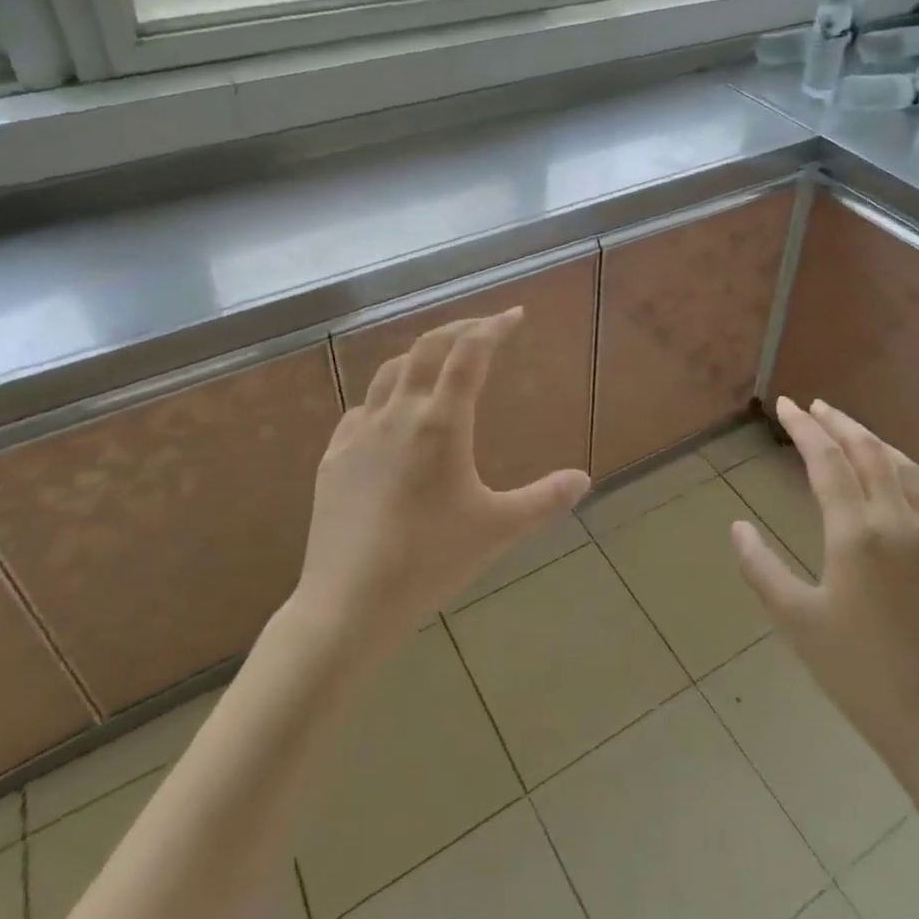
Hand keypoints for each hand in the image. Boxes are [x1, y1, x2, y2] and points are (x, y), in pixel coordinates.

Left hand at [292, 309, 590, 655]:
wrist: (348, 603)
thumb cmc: (430, 561)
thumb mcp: (498, 530)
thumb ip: (545, 499)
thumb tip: (584, 479)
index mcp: (441, 424)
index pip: (469, 355)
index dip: (494, 327)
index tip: (514, 315)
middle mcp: (398, 414)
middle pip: (427, 348)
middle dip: (459, 329)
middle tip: (484, 327)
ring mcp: (359, 433)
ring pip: (391, 372)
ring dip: (421, 356)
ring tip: (442, 362)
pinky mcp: (334, 457)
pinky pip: (362, 408)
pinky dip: (387, 396)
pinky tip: (393, 416)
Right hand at [731, 396, 918, 788]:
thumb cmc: (859, 674)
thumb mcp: (796, 621)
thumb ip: (760, 568)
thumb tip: (737, 527)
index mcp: (856, 533)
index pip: (825, 459)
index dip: (803, 427)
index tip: (785, 406)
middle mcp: (899, 521)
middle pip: (868, 451)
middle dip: (838, 422)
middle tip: (814, 406)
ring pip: (904, 467)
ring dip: (873, 441)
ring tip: (850, 430)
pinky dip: (909, 474)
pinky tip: (900, 478)